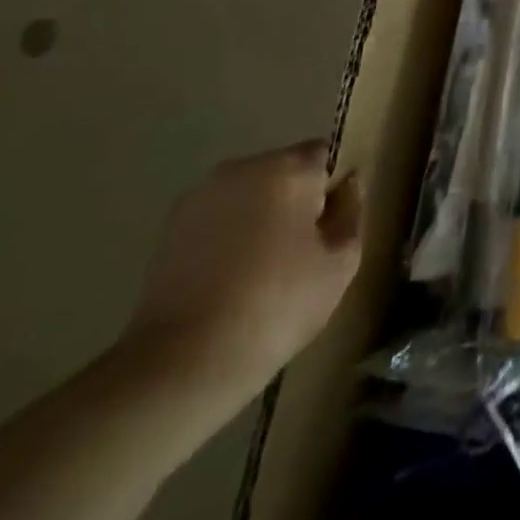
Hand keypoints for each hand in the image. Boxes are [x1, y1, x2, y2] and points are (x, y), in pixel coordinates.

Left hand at [120, 142, 362, 403]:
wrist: (183, 363)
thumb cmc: (279, 305)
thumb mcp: (341, 262)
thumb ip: (351, 211)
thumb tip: (347, 184)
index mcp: (288, 169)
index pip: (324, 155)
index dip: (331, 189)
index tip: (329, 227)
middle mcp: (242, 169)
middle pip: (284, 170)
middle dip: (295, 199)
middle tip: (300, 250)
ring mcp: (200, 197)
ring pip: (249, 194)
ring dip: (260, 215)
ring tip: (262, 266)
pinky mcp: (169, 229)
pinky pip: (218, 217)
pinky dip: (229, 235)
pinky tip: (230, 277)